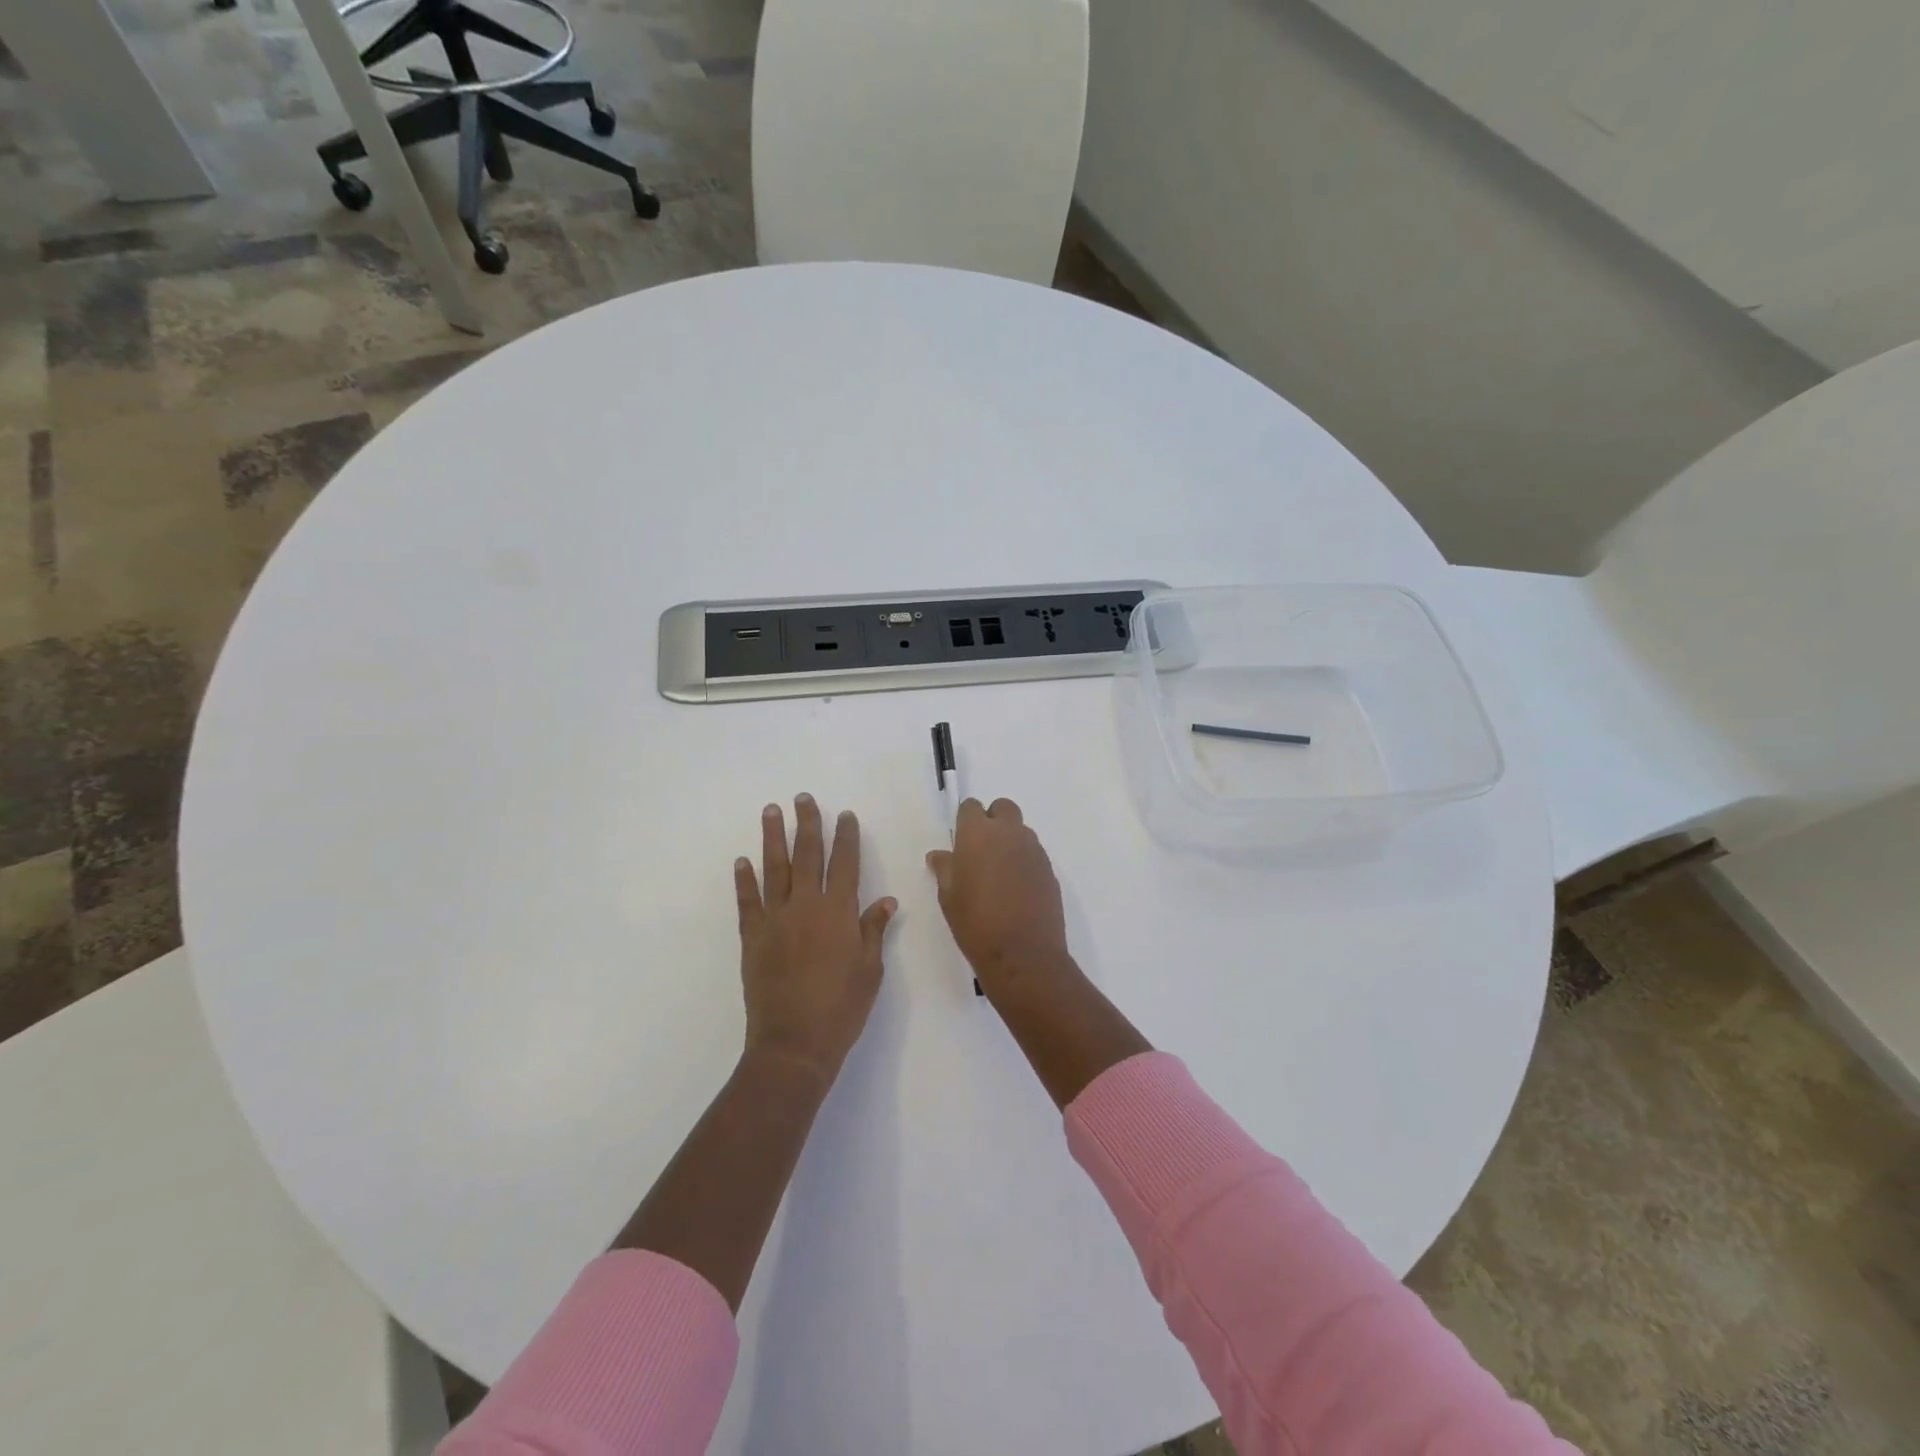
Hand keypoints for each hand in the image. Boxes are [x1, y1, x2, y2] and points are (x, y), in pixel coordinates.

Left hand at [735, 794, 895, 1083]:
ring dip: (773, 838)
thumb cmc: (842, 1008)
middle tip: (803, 797)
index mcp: (839, 912)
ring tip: (771, 811)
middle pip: (807, 855)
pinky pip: (747, 901)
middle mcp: (806, 906)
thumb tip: (886, 900)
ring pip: (774, 869)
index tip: (845, 815)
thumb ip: (873, 930)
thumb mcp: (870, 970)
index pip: (845, 864)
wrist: (794, 1044)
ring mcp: (775, 920)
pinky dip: (744, 880)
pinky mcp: (752, 937)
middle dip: (808, 824)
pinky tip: (742, 861)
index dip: (846, 837)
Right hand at [925, 798, 1075, 997]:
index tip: (961, 841)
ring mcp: (1034, 850)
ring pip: (1021, 830)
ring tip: (999, 874)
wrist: (1023, 954)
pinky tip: (1017, 889)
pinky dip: (1024, 861)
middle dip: (992, 821)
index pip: (971, 807)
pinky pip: (1034, 853)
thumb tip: (940, 855)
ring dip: (1010, 841)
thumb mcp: (949, 897)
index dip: (965, 820)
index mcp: (978, 834)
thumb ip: (945, 869)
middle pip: (1002, 808)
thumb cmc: (976, 923)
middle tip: (981, 851)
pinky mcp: (1050, 869)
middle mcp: (1009, 833)